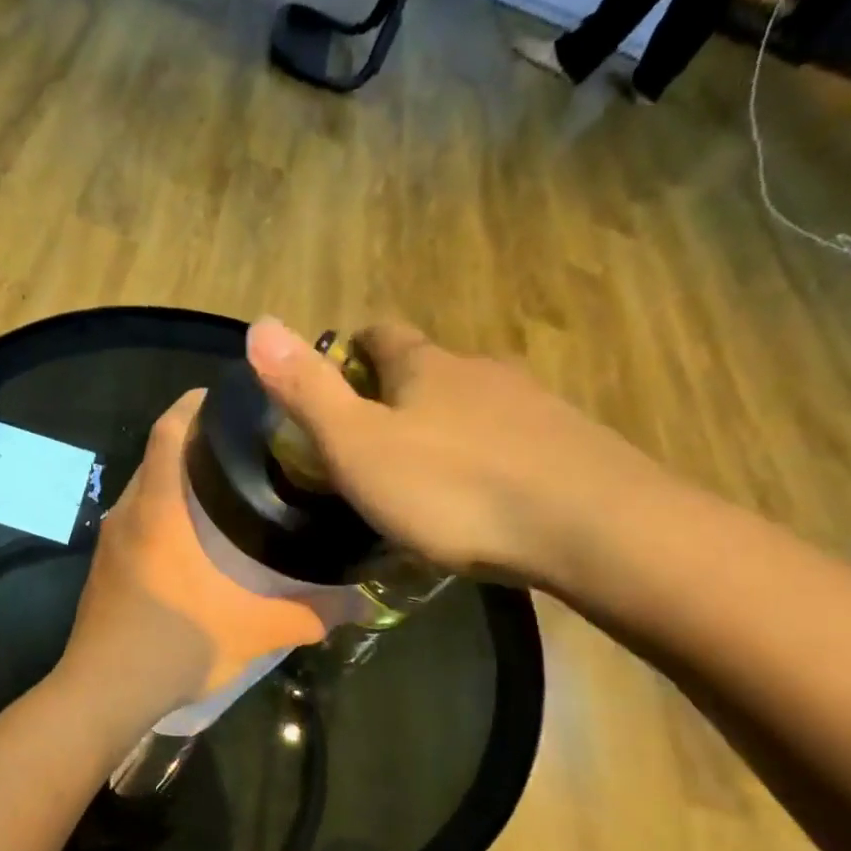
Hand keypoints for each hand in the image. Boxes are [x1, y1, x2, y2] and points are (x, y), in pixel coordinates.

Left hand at [56, 390, 343, 734]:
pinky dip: (161, 513)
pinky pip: (135, 521)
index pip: (166, 433)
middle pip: (156, 456)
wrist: (102, 694)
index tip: (224, 396)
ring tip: (223, 488)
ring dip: (176, 480)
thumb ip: (309, 613)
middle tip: (243, 446)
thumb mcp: (252, 631)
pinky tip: (191, 540)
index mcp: (157, 511)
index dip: (191, 405)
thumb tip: (360, 604)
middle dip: (193, 443)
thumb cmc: (175, 646)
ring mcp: (109, 542)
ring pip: (144, 490)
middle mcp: (127, 514)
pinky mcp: (103, 568)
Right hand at [246, 318, 669, 589]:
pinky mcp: (572, 446)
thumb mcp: (358, 446)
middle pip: (431, 369)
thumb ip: (307, 390)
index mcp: (425, 368)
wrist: (592, 528)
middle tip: (375, 442)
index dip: (354, 350)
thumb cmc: (453, 488)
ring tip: (427, 476)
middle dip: (400, 393)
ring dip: (447, 426)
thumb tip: (258, 322)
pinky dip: (490, 456)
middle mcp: (480, 372)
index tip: (338, 380)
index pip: (382, 336)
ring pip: (475, 405)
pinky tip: (486, 497)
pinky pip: (515, 440)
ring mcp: (534, 406)